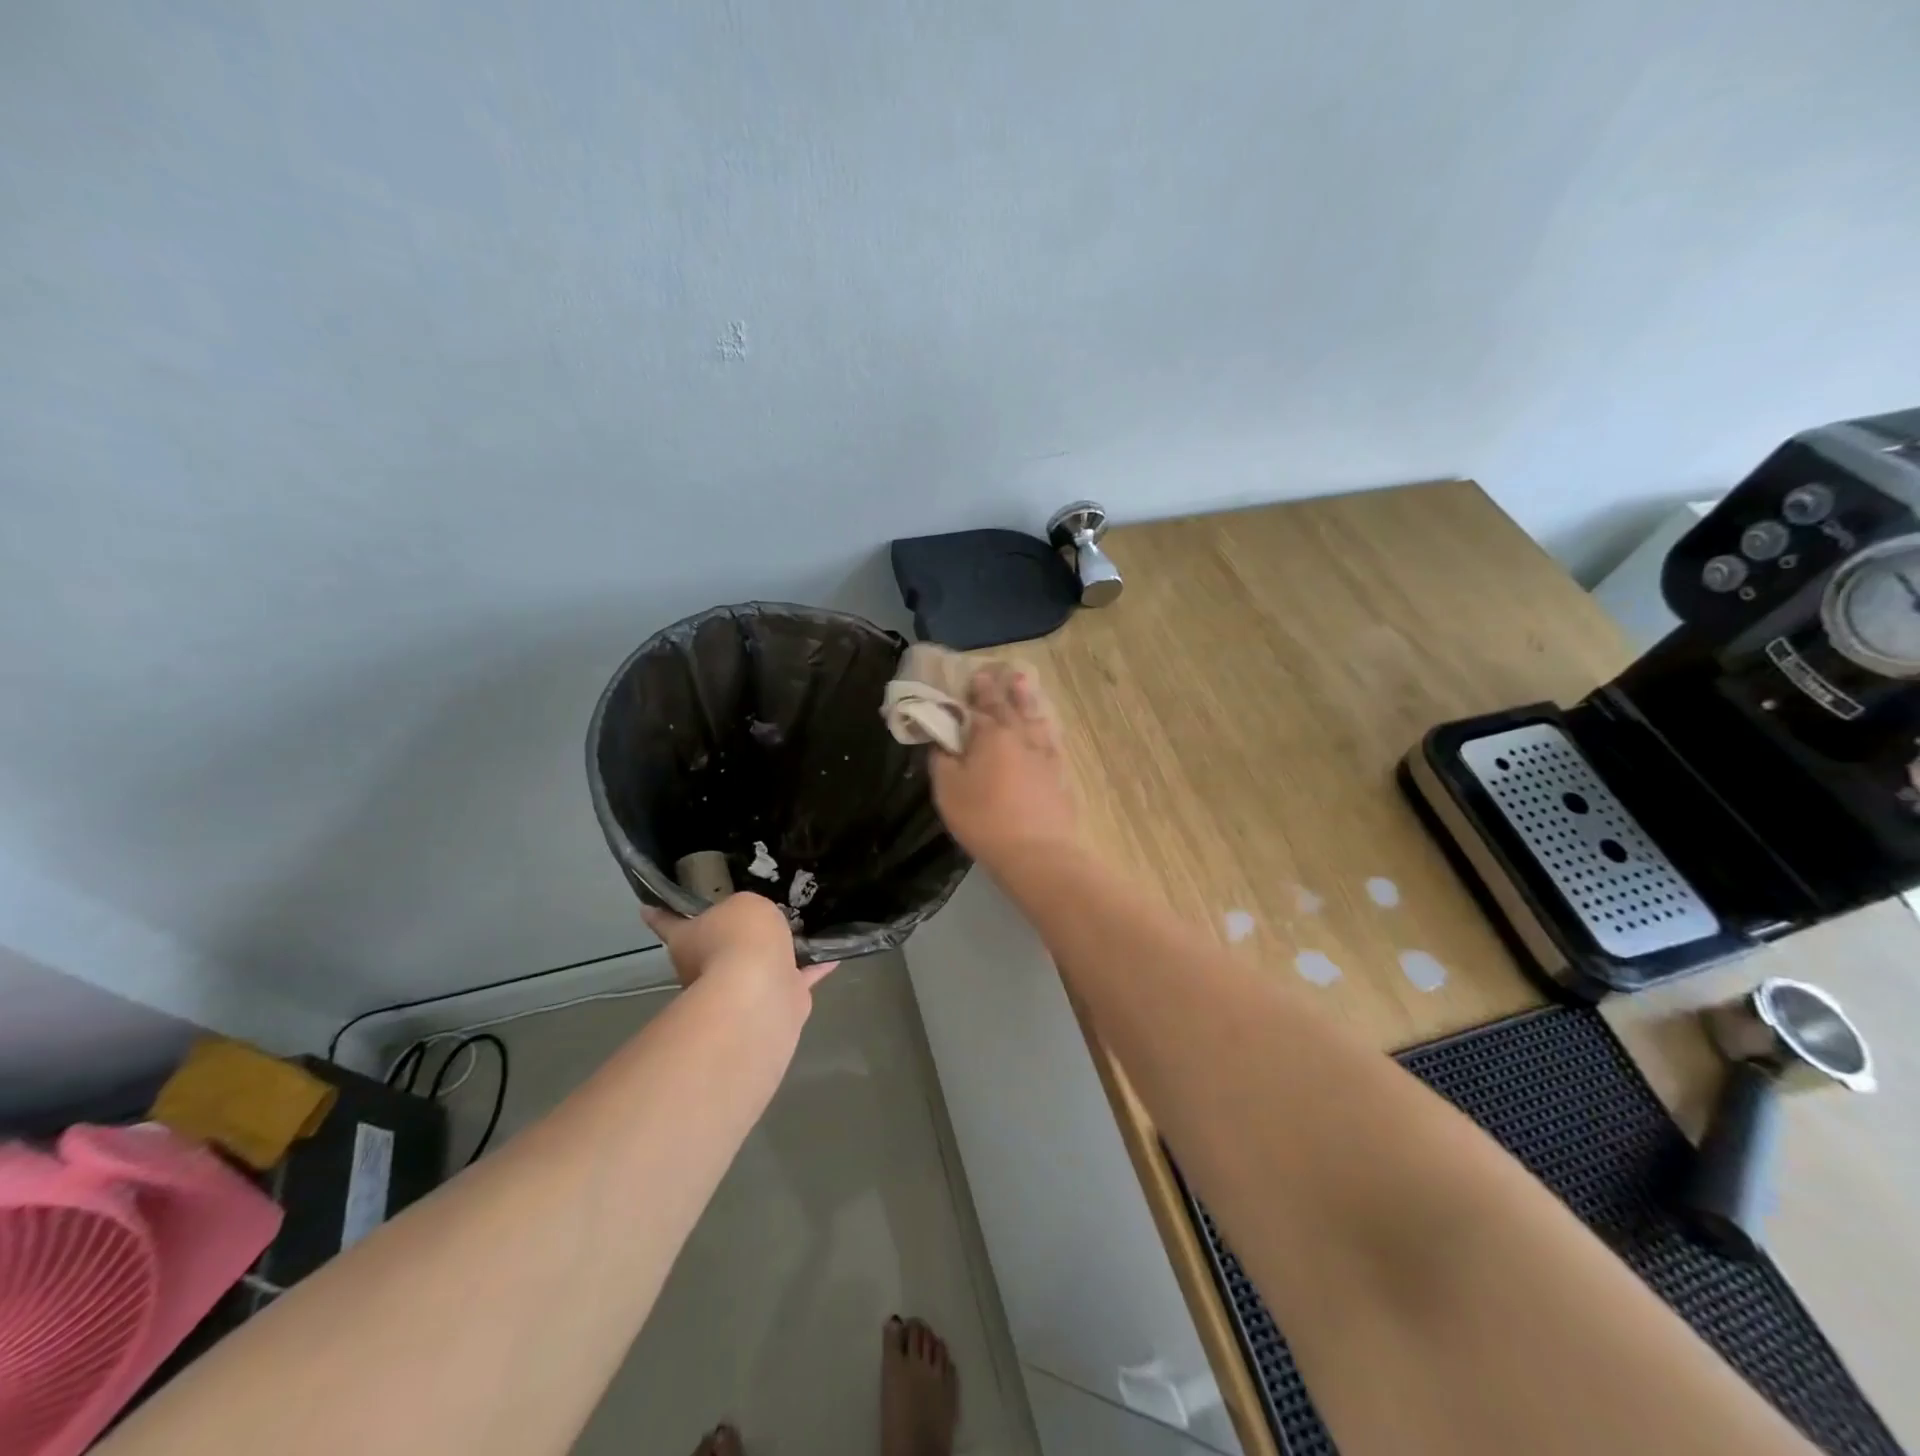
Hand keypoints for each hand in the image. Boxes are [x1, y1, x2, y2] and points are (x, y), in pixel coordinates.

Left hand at [642, 892, 837, 1000]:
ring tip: (799, 928)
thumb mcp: (743, 904)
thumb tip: (756, 924)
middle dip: (730, 935)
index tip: (648, 907)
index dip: (659, 913)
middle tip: (756, 912)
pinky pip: (796, 978)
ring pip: (756, 966)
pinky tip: (832, 954)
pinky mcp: (775, 1004)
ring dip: (774, 954)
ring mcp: (741, 990)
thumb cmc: (738, 938)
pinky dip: (812, 968)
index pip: (667, 921)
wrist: (760, 993)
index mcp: (687, 939)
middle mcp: (707, 968)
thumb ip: (748, 908)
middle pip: (715, 946)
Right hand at [930, 665, 1079, 869]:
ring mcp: (1045, 755)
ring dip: (1028, 700)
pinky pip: (1052, 741)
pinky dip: (1046, 728)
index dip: (975, 692)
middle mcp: (1021, 736)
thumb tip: (942, 741)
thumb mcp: (948, 790)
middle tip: (1002, 672)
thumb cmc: (983, 818)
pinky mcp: (1060, 775)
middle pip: (1010, 707)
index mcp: (991, 735)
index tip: (974, 676)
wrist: (1036, 852)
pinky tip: (1046, 726)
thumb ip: (942, 760)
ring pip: (1036, 718)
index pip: (980, 707)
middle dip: (1002, 689)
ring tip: (1025, 683)